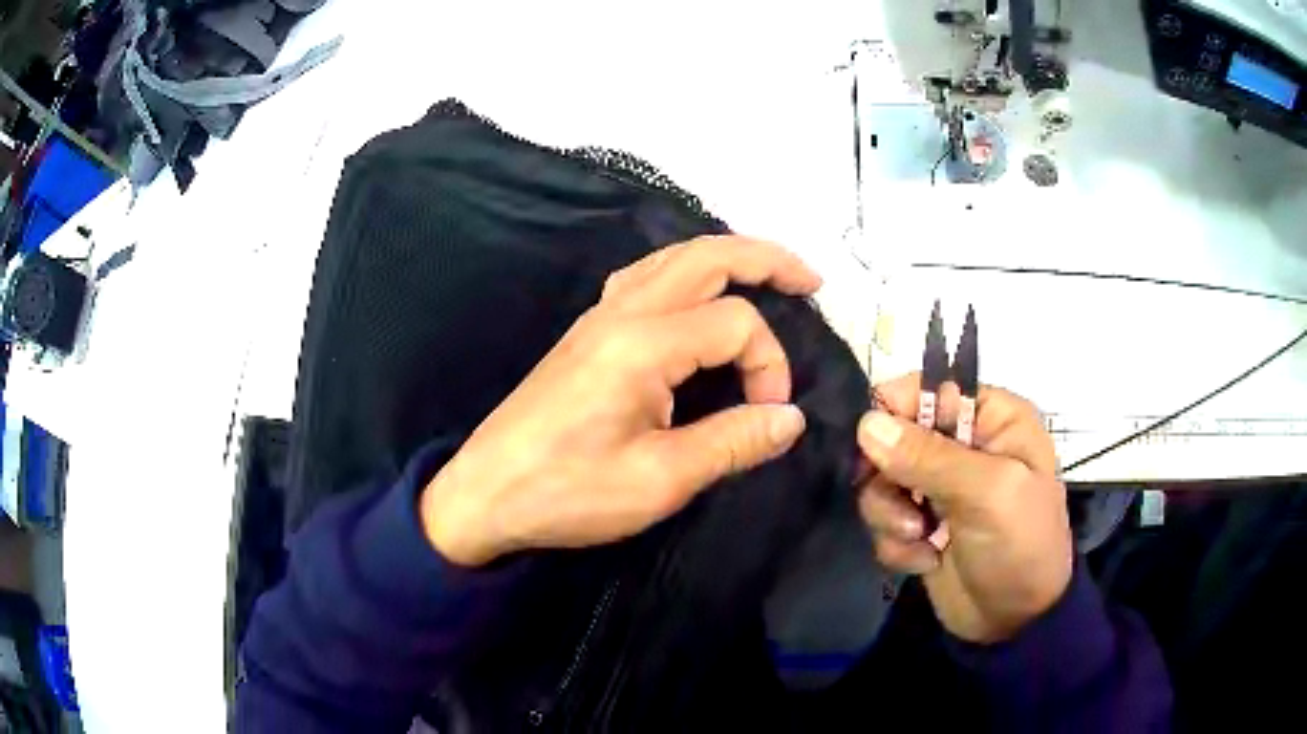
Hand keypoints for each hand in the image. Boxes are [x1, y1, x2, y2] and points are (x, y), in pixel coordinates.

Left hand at [421, 236, 822, 566]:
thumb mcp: (660, 480)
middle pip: (707, 255)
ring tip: (766, 276)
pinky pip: (645, 278)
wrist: (485, 493)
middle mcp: (621, 312)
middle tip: (811, 279)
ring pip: (673, 258)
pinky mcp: (586, 333)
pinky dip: (685, 273)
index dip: (770, 366)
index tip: (770, 417)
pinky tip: (695, 298)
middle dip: (766, 259)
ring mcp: (599, 317)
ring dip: (725, 257)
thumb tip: (790, 418)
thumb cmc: (568, 492)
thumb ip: (732, 442)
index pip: (737, 325)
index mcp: (643, 343)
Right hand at [857, 374, 1073, 643]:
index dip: (895, 411)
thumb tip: (866, 423)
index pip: (928, 388)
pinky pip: (884, 518)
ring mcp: (939, 487)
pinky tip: (925, 560)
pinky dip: (896, 542)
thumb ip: (929, 457)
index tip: (870, 446)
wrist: (1015, 623)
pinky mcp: (921, 525)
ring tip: (920, 539)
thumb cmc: (1020, 545)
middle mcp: (963, 445)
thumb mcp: (988, 494)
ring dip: (891, 514)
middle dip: (890, 475)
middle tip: (906, 507)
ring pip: (882, 480)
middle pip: (895, 434)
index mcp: (992, 418)